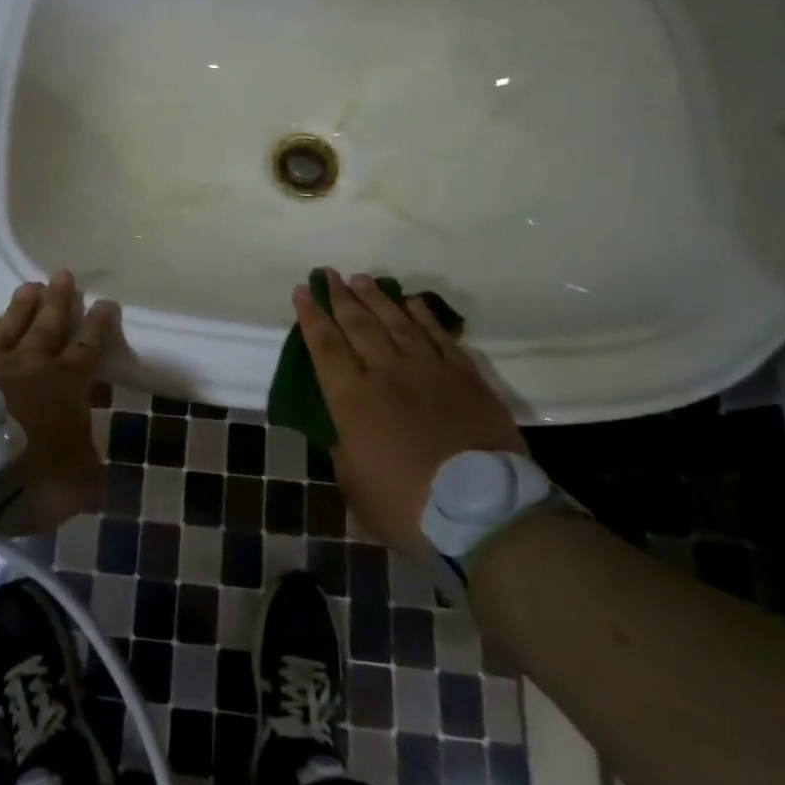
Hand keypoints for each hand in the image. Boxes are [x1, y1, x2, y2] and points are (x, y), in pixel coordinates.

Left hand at [0, 269, 117, 532]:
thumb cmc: (31, 476)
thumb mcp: (78, 483)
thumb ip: (87, 466)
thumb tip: (88, 459)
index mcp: (67, 384)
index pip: (88, 347)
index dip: (99, 325)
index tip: (106, 302)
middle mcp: (32, 363)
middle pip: (49, 323)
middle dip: (59, 299)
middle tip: (63, 273)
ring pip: (12, 324)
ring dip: (23, 305)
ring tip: (30, 285)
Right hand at [293, 269, 525, 554]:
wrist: (483, 510)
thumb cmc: (409, 506)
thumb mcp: (356, 488)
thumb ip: (345, 454)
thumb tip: (345, 435)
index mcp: (352, 399)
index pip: (325, 346)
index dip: (311, 316)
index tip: (302, 291)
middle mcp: (386, 373)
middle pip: (358, 324)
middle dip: (340, 296)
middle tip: (329, 274)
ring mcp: (428, 370)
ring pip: (396, 322)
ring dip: (376, 298)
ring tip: (362, 279)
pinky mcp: (464, 376)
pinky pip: (439, 336)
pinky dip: (423, 316)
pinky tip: (412, 303)